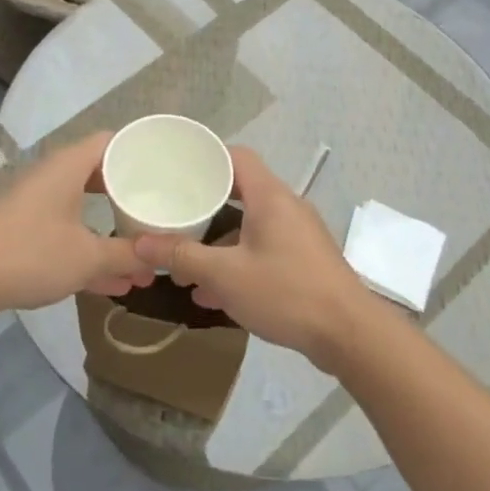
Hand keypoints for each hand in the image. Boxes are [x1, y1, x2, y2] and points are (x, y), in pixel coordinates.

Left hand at [0, 133, 151, 316]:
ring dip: (111, 231)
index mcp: (68, 166)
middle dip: (129, 196)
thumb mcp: (88, 257)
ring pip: (84, 209)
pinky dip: (89, 250)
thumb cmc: (31, 254)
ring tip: (143, 256)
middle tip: (158, 209)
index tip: (166, 169)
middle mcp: (53, 176)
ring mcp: (36, 204)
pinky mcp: (25, 230)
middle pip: (100, 175)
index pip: (111, 142)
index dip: (139, 152)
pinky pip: (67, 233)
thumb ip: (127, 255)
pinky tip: (115, 283)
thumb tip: (159, 257)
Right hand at [132, 147, 377, 371]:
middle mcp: (287, 206)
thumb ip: (182, 256)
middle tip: (174, 214)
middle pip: (241, 191)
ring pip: (251, 226)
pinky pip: (264, 249)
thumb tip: (140, 243)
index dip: (207, 157)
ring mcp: (299, 234)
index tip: (176, 169)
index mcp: (270, 196)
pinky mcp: (305, 260)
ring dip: (219, 241)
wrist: (349, 333)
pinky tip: (214, 294)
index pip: (237, 156)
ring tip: (186, 263)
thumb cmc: (286, 292)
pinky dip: (238, 262)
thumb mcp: (226, 275)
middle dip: (205, 205)